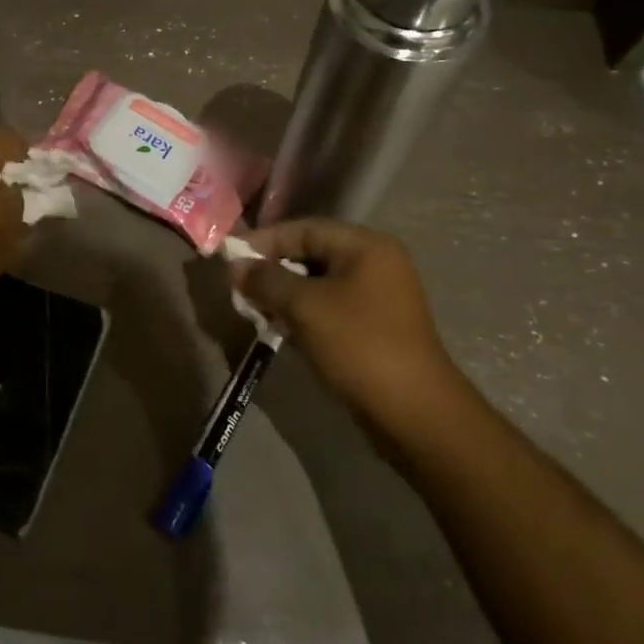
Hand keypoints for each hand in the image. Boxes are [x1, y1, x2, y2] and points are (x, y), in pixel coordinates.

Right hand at [230, 218, 467, 435]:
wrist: (415, 414)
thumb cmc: (358, 346)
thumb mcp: (304, 307)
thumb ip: (266, 280)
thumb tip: (235, 266)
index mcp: (366, 246)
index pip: (303, 229)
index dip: (263, 240)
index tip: (229, 257)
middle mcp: (375, 263)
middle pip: (310, 253)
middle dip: (271, 269)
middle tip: (237, 286)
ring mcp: (377, 296)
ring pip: (317, 283)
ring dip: (283, 294)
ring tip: (252, 309)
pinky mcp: (374, 326)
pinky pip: (328, 307)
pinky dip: (301, 313)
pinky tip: (278, 327)